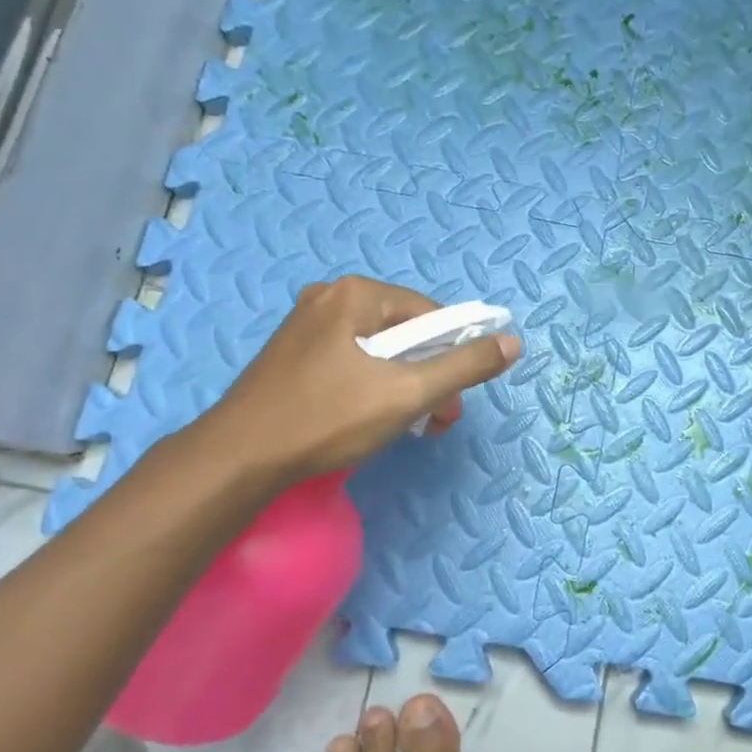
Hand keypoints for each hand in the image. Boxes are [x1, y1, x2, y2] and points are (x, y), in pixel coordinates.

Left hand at [203, 276, 521, 482]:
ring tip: (407, 426)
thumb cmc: (328, 418)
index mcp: (356, 294)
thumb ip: (465, 366)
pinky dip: (371, 386)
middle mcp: (329, 298)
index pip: (430, 314)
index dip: (453, 355)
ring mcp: (305, 326)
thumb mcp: (409, 393)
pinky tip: (368, 419)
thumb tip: (512, 342)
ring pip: (377, 350)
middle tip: (435, 421)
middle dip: (428, 375)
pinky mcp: (291, 355)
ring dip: (403, 385)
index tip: (454, 399)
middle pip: (404, 332)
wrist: (239, 458)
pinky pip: (350, 361)